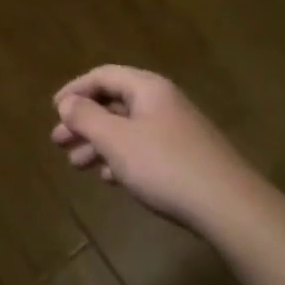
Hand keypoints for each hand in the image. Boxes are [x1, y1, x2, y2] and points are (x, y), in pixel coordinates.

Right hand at [50, 65, 252, 231]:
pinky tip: (108, 178)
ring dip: (99, 143)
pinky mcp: (186, 158)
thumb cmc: (165, 166)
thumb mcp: (116, 140)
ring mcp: (177, 130)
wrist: (230, 208)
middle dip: (84, 121)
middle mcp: (163, 102)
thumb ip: (86, 118)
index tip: (54, 110)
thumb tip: (66, 103)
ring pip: (127, 129)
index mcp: (147, 88)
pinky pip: (144, 148)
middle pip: (114, 103)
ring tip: (76, 165)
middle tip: (58, 142)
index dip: (75, 90)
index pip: (103, 76)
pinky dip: (121, 158)